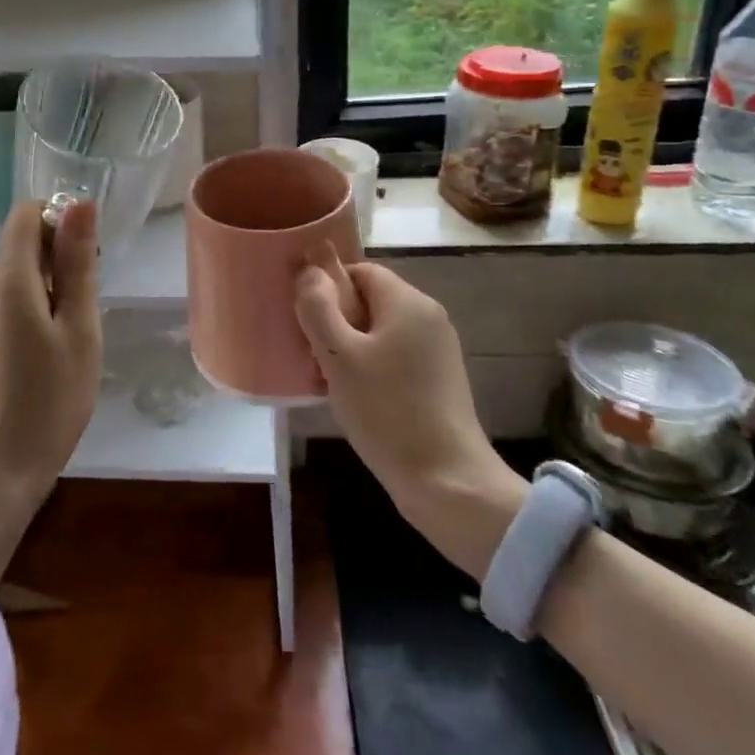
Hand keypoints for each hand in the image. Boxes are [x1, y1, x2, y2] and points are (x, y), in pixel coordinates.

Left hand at [0, 197, 102, 499]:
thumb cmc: (49, 398)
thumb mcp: (78, 328)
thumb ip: (78, 263)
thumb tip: (79, 202)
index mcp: (8, 277)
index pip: (26, 213)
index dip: (60, 217)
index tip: (91, 253)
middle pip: (25, 240)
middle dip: (63, 253)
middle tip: (92, 299)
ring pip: (21, 270)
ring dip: (55, 281)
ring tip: (78, 328)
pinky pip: (14, 297)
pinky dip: (40, 303)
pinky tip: (57, 345)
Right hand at [294, 260, 523, 536]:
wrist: (448, 483)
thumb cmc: (387, 411)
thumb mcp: (339, 357)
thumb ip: (318, 308)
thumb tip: (309, 271)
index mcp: (408, 302)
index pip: (360, 271)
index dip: (328, 289)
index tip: (307, 322)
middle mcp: (429, 317)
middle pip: (369, 301)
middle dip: (336, 322)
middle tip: (313, 356)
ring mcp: (438, 350)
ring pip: (379, 331)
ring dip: (349, 349)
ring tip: (328, 382)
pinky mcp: (439, 380)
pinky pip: (395, 356)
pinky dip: (370, 367)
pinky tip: (354, 399)